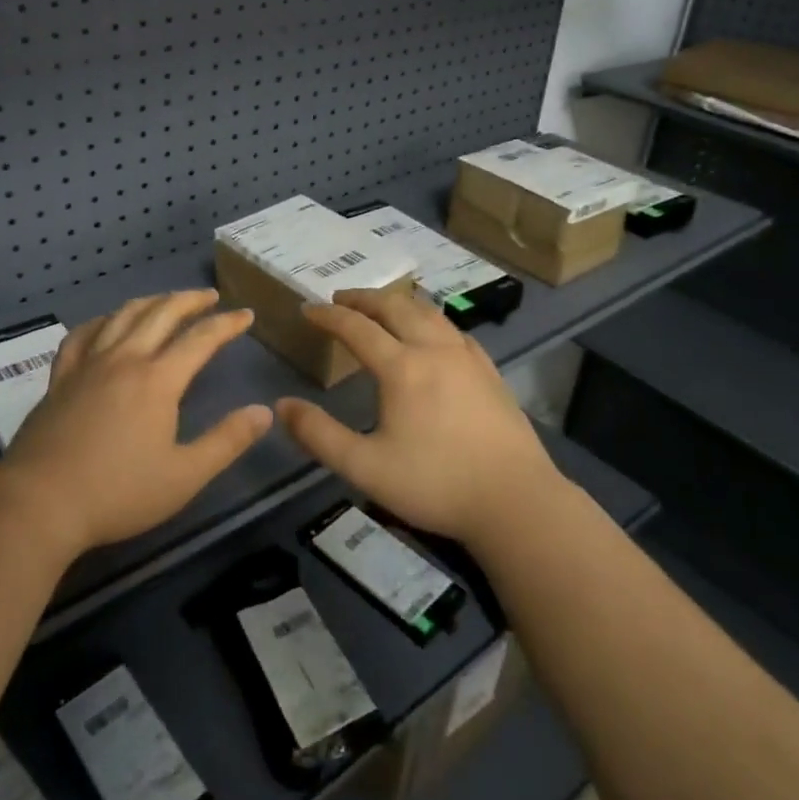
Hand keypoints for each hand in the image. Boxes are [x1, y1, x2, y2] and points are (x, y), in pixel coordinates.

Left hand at [1, 290, 272, 559]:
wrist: (40, 503)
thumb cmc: (118, 492)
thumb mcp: (185, 476)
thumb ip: (227, 441)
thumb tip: (264, 412)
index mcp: (157, 380)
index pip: (200, 339)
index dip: (226, 324)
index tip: (246, 315)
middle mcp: (124, 359)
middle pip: (161, 314)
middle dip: (190, 300)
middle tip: (210, 297)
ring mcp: (88, 365)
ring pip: (122, 316)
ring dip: (151, 302)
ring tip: (166, 300)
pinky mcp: (60, 378)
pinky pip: (82, 334)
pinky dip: (101, 321)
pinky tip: (107, 323)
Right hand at [275, 289, 560, 545]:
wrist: (517, 501)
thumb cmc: (436, 484)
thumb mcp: (365, 467)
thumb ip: (319, 435)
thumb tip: (281, 406)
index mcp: (402, 367)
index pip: (357, 328)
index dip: (328, 316)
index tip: (307, 310)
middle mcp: (434, 349)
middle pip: (395, 307)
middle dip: (363, 298)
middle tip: (340, 299)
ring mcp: (467, 357)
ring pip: (428, 312)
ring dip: (397, 302)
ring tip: (380, 307)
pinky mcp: (489, 371)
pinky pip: (452, 329)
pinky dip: (429, 319)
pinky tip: (430, 333)